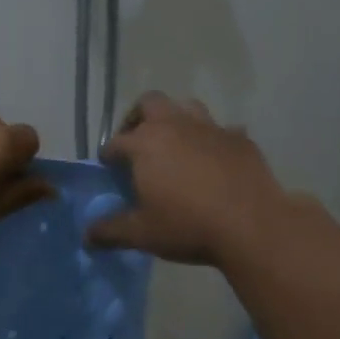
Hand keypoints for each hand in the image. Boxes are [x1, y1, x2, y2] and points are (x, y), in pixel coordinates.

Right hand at [88, 93, 288, 264]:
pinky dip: (213, 140)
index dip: (109, 155)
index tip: (109, 168)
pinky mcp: (240, 139)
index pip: (116, 142)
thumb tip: (87, 235)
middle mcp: (175, 125)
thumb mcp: (142, 234)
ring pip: (187, 107)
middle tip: (137, 143)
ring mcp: (211, 128)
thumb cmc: (188, 226)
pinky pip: (222, 130)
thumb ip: (110, 231)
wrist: (251, 225)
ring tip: (175, 145)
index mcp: (145, 144)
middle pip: (149, 103)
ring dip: (177, 120)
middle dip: (138, 118)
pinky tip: (215, 160)